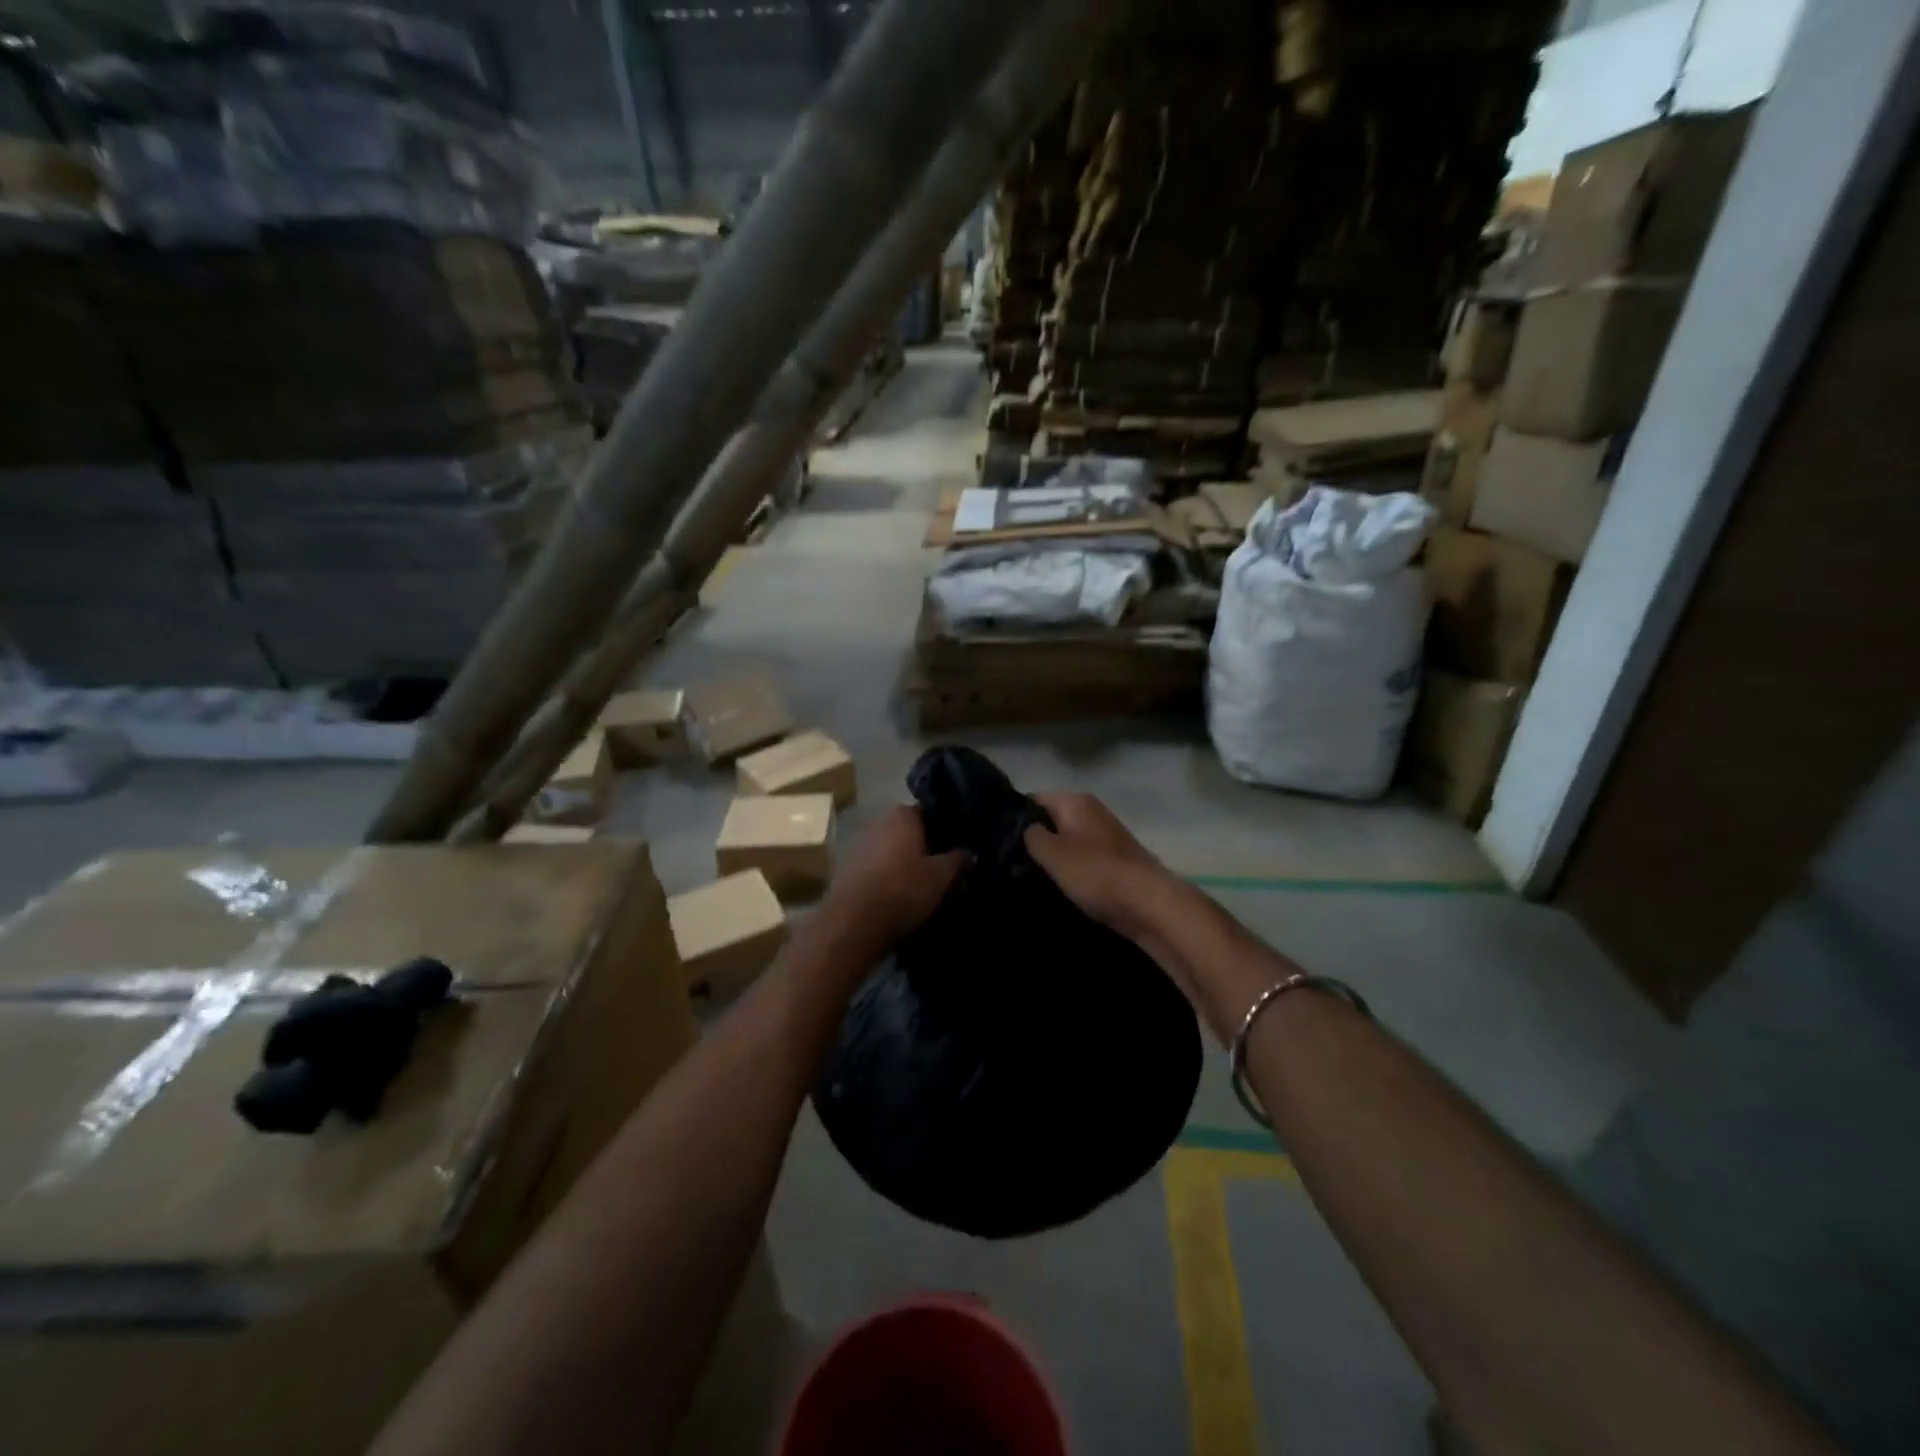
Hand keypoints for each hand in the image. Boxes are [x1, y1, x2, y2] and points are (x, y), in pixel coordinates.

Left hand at [822, 805, 966, 951]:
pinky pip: (877, 867)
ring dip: (906, 863)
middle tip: (946, 867)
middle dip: (926, 847)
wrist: (853, 924)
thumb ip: (958, 859)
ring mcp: (859, 844)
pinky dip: (889, 876)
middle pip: (910, 831)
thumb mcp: (942, 876)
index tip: (960, 846)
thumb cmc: (903, 890)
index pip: (931, 812)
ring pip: (893, 850)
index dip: (947, 829)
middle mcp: (878, 821)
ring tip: (925, 885)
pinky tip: (900, 895)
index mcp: (902, 814)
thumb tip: (969, 851)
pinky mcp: (847, 869)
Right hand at [1023, 792, 1169, 934]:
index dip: (1013, 819)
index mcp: (1075, 801)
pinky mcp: (1114, 858)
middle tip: (1010, 863)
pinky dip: (1071, 869)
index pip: (1032, 800)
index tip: (998, 842)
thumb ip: (1029, 835)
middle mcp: (1091, 810)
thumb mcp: (1051, 853)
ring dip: (1052, 857)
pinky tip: (1060, 886)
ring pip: (1066, 840)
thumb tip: (1023, 828)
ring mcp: (1105, 834)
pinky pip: (1082, 857)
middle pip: (1050, 820)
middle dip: (1033, 840)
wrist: (1148, 902)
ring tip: (1030, 877)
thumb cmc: (1095, 872)